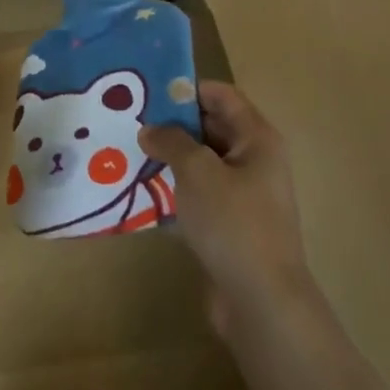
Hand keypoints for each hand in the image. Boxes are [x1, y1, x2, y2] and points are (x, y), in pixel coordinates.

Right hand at [140, 81, 314, 339]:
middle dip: (173, 124)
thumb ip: (172, 141)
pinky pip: (199, 195)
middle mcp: (255, 161)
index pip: (222, 96)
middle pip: (211, 128)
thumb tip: (150, 129)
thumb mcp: (197, 171)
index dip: (187, 88)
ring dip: (170, 159)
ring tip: (128, 152)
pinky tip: (142, 191)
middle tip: (130, 120)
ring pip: (202, 164)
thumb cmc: (233, 223)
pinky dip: (175, 190)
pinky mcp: (230, 225)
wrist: (261, 301)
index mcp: (257, 139)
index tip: (148, 90)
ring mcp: (244, 195)